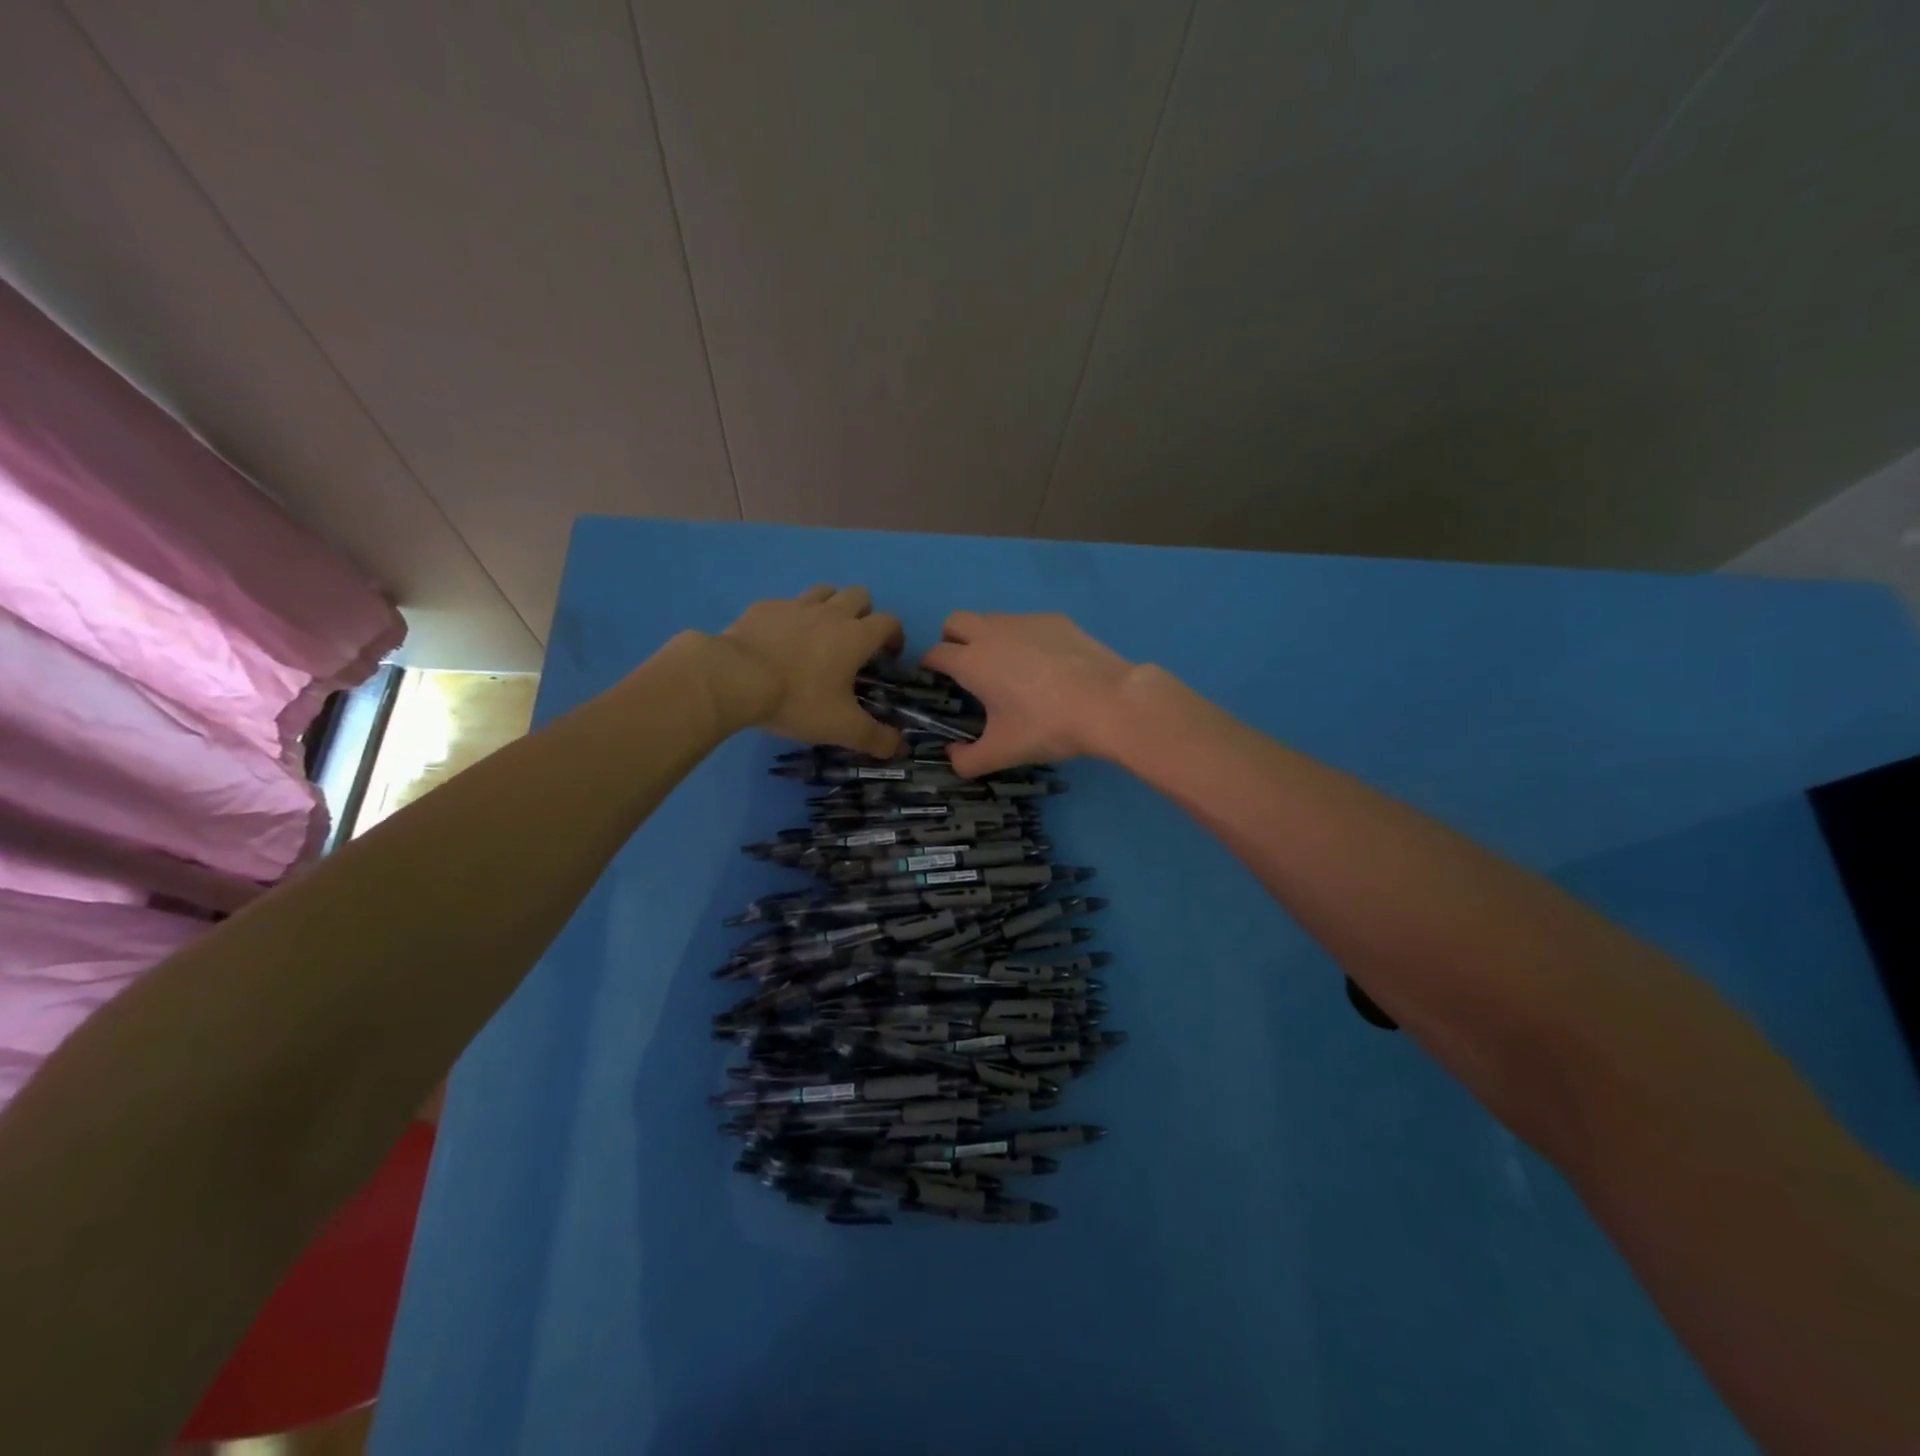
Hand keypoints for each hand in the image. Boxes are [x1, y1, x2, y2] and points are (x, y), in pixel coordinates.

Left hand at [704, 585, 904, 755]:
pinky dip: (791, 617)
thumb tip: (900, 748)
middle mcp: (830, 613)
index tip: (889, 655)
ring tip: (821, 633)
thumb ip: (875, 738)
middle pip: (859, 595)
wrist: (736, 679)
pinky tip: (780, 640)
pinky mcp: (764, 607)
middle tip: (855, 642)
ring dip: (830, 606)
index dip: (895, 636)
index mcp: (855, 636)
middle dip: (864, 613)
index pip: (889, 622)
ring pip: (824, 591)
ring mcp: (795, 605)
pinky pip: (786, 604)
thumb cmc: (798, 700)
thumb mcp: (841, 727)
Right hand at [921, 612, 1134, 775]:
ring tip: (1007, 670)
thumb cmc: (1047, 726)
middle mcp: (992, 633)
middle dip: (951, 641)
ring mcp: (1025, 621)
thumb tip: (952, 757)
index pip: (934, 653)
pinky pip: (1025, 624)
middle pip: (955, 622)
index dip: (928, 667)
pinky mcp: (1055, 620)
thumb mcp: (1003, 752)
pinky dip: (1022, 639)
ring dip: (986, 638)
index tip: (934, 682)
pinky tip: (1045, 666)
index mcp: (972, 662)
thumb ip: (968, 761)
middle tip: (965, 670)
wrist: (1109, 702)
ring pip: (991, 619)